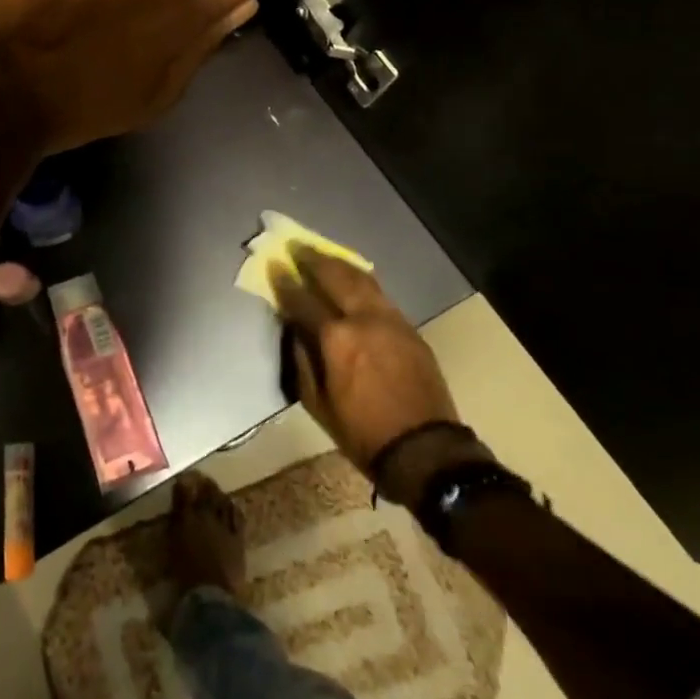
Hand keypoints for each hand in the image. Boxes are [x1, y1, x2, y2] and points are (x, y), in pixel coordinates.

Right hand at [274, 250, 460, 470]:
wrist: (425, 450)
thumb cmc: (362, 432)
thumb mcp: (317, 403)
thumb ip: (302, 360)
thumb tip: (294, 330)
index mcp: (336, 338)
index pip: (303, 300)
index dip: (285, 282)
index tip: (274, 266)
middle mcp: (363, 319)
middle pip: (335, 276)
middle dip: (313, 260)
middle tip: (297, 247)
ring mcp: (391, 320)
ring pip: (362, 279)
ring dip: (339, 265)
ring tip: (323, 256)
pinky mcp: (409, 328)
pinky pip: (380, 295)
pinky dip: (362, 282)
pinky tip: (353, 280)